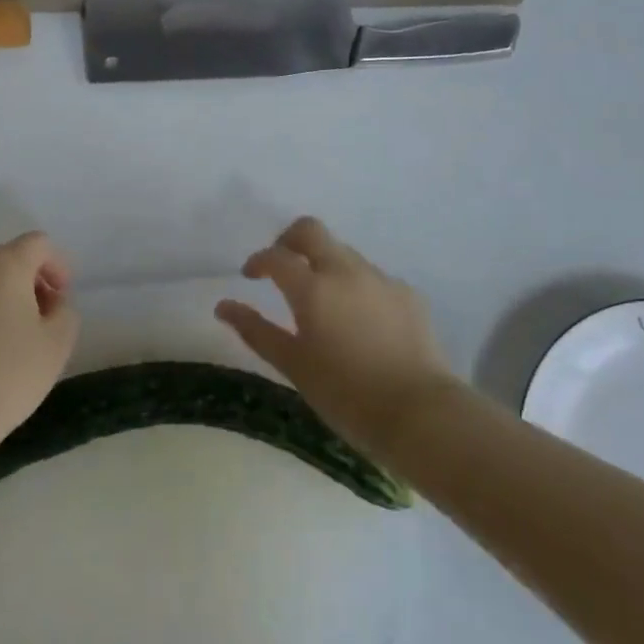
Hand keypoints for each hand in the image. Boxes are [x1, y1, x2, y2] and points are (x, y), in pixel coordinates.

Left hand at [0, 232, 78, 458]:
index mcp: (4, 266)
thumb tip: (51, 303)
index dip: (57, 265)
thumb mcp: (57, 346)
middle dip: (27, 281)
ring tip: (5, 343)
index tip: (61, 300)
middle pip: (5, 259)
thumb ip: (65, 312)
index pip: (38, 244)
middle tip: (39, 319)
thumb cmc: (5, 377)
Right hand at [215, 217, 452, 454]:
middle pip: (311, 230)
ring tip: (323, 304)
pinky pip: (372, 278)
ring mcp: (380, 279)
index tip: (251, 276)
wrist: (420, 413)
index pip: (276, 256)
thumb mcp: (294, 366)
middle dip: (289, 240)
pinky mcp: (407, 294)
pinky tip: (361, 322)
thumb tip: (223, 306)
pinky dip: (356, 287)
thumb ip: (256, 331)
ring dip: (325, 265)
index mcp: (313, 288)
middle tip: (283, 267)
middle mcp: (346, 271)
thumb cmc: (346, 395)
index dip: (258, 261)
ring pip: (343, 253)